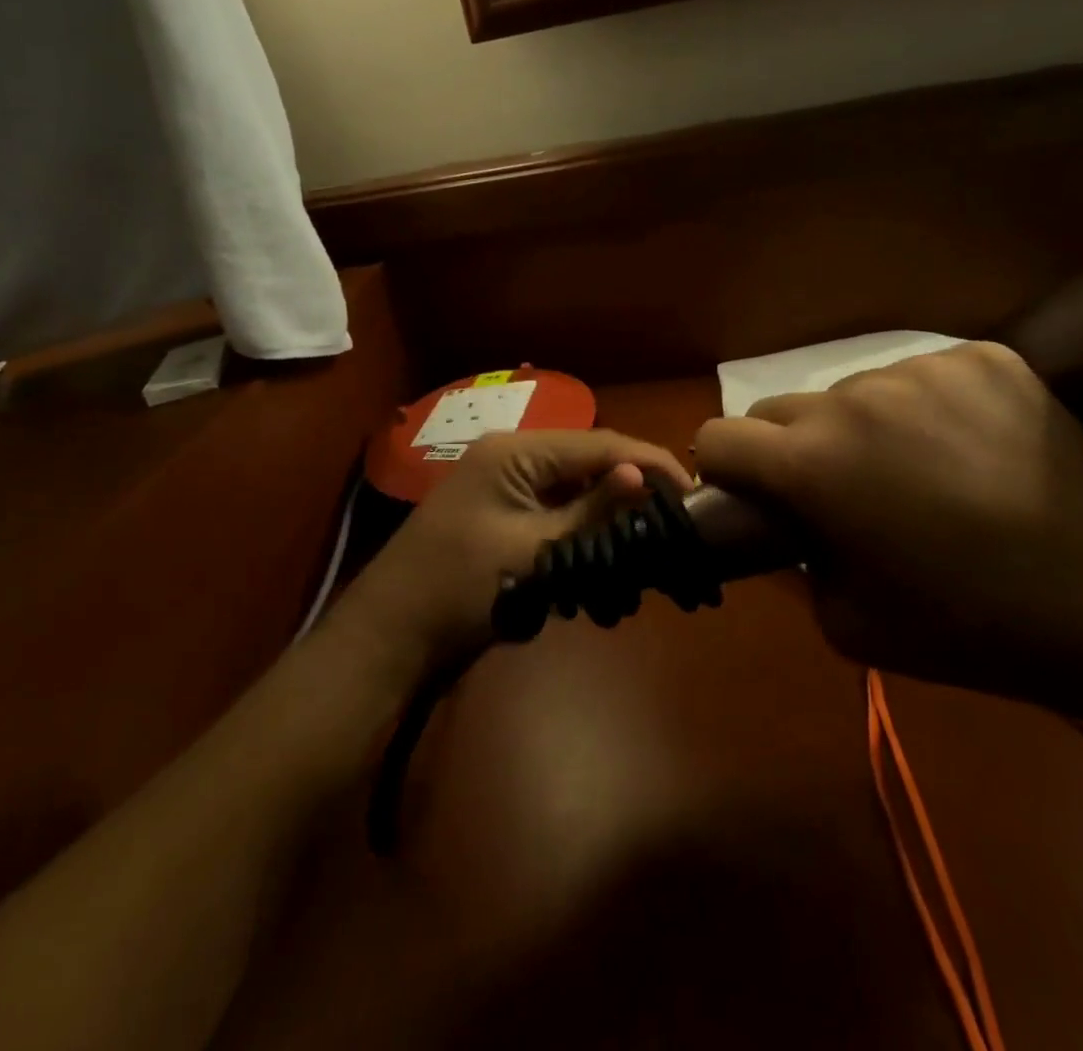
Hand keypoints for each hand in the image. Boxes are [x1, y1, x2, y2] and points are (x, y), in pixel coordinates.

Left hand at [337, 430, 690, 670]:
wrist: (389, 638)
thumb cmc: (458, 589)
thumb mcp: (532, 550)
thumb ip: (591, 511)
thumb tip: (643, 475)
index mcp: (515, 450)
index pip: (600, 443)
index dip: (649, 463)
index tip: (693, 493)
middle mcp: (511, 455)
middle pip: (588, 460)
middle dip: (630, 488)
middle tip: (671, 520)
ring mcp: (503, 485)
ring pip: (573, 486)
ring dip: (606, 512)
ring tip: (644, 541)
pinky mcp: (501, 514)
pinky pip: (553, 508)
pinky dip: (580, 529)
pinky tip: (603, 554)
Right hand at [693, 343, 1082, 698]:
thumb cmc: (968, 626)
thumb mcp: (847, 623)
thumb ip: (793, 564)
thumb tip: (785, 524)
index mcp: (811, 464)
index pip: (717, 436)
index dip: (723, 470)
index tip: (752, 496)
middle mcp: (853, 399)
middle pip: (779, 409)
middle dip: (787, 450)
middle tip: (838, 494)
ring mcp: (921, 370)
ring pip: (852, 392)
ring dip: (860, 428)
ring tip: (919, 474)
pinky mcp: (980, 357)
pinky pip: (921, 377)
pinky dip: (925, 410)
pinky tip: (969, 450)